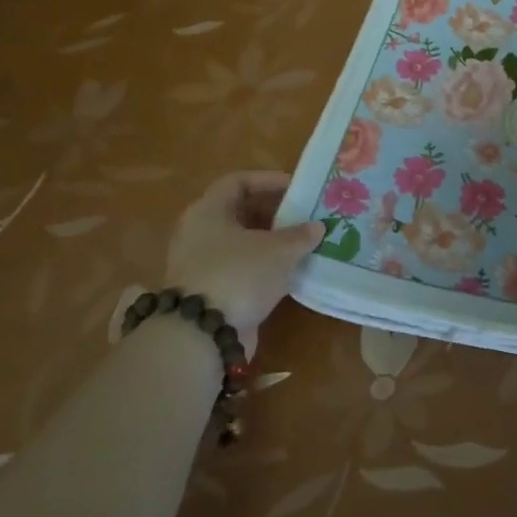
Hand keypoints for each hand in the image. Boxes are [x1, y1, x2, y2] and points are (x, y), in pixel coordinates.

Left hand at [165, 171, 323, 355]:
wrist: (202, 335)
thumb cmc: (238, 275)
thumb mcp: (278, 250)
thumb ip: (300, 235)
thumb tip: (317, 227)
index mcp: (208, 211)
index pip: (238, 182)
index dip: (268, 180)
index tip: (297, 188)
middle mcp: (199, 233)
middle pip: (239, 212)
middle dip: (274, 213)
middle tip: (305, 216)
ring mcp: (201, 264)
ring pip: (241, 243)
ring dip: (271, 242)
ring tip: (303, 243)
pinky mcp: (209, 292)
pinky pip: (241, 268)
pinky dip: (264, 267)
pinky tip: (289, 272)